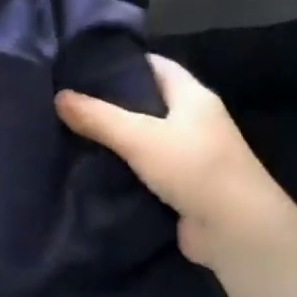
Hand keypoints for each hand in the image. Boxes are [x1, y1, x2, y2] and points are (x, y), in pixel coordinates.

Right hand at [56, 55, 296, 271]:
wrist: (238, 234)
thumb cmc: (195, 168)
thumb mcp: (140, 137)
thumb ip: (98, 117)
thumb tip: (58, 96)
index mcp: (192, 96)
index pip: (154, 65)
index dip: (122, 62)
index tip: (83, 64)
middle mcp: (194, 121)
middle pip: (147, 102)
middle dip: (111, 102)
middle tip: (69, 100)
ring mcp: (190, 156)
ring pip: (144, 138)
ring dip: (115, 139)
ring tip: (70, 132)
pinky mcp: (182, 189)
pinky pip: (146, 171)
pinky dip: (123, 170)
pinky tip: (91, 169)